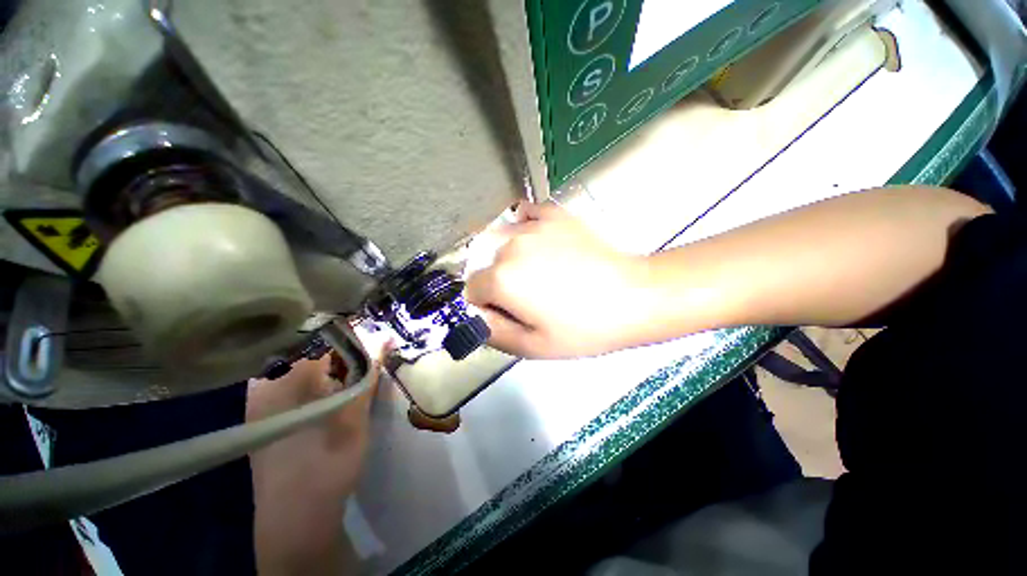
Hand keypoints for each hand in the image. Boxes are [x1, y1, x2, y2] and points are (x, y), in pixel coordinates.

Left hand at [247, 334, 387, 575]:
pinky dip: (326, 373)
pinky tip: (343, 379)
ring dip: (338, 358)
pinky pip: (301, 378)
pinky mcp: (271, 410)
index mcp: (281, 378)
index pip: (317, 334)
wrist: (296, 517)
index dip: (349, 326)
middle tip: (375, 340)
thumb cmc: (325, 465)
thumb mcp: (353, 414)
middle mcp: (266, 381)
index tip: (374, 321)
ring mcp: (265, 396)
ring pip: (308, 361)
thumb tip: (386, 336)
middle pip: (312, 344)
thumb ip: (368, 372)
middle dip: (346, 341)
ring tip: (364, 358)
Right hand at [466, 202, 651, 358]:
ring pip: (501, 241)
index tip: (508, 313)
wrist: (632, 296)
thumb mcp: (533, 347)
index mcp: (501, 279)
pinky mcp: (554, 215)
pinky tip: (538, 241)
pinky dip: (525, 227)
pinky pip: (525, 215)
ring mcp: (532, 226)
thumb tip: (476, 317)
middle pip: (486, 265)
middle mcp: (509, 246)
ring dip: (509, 257)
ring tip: (537, 271)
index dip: (486, 305)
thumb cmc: (583, 328)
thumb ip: (493, 333)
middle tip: (527, 297)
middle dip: (497, 282)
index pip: (472, 290)